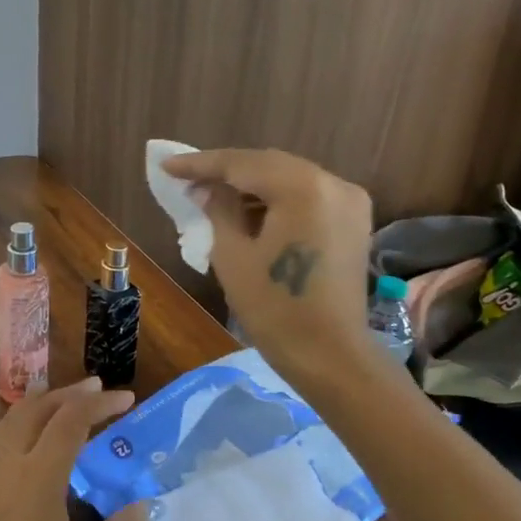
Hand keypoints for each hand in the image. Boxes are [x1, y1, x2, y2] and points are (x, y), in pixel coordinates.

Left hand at [0, 379, 146, 520]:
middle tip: (96, 389)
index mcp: (38, 475)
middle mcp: (4, 464)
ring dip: (37, 406)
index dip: (100, 403)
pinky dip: (16, 427)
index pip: (71, 419)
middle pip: (34, 409)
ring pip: (7, 422)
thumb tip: (140, 506)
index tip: (127, 397)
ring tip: (59, 404)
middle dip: (68, 393)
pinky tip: (24, 448)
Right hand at [161, 148, 376, 387]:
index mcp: (303, 188)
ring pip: (289, 179)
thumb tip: (207, 189)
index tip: (167, 165)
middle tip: (187, 178)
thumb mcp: (233, 257)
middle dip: (227, 172)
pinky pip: (307, 197)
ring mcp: (349, 201)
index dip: (201, 164)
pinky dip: (277, 200)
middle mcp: (333, 183)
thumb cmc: (275, 310)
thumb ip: (219, 211)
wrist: (330, 356)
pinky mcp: (353, 221)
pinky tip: (249, 212)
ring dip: (252, 186)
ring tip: (213, 195)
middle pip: (269, 166)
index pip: (242, 164)